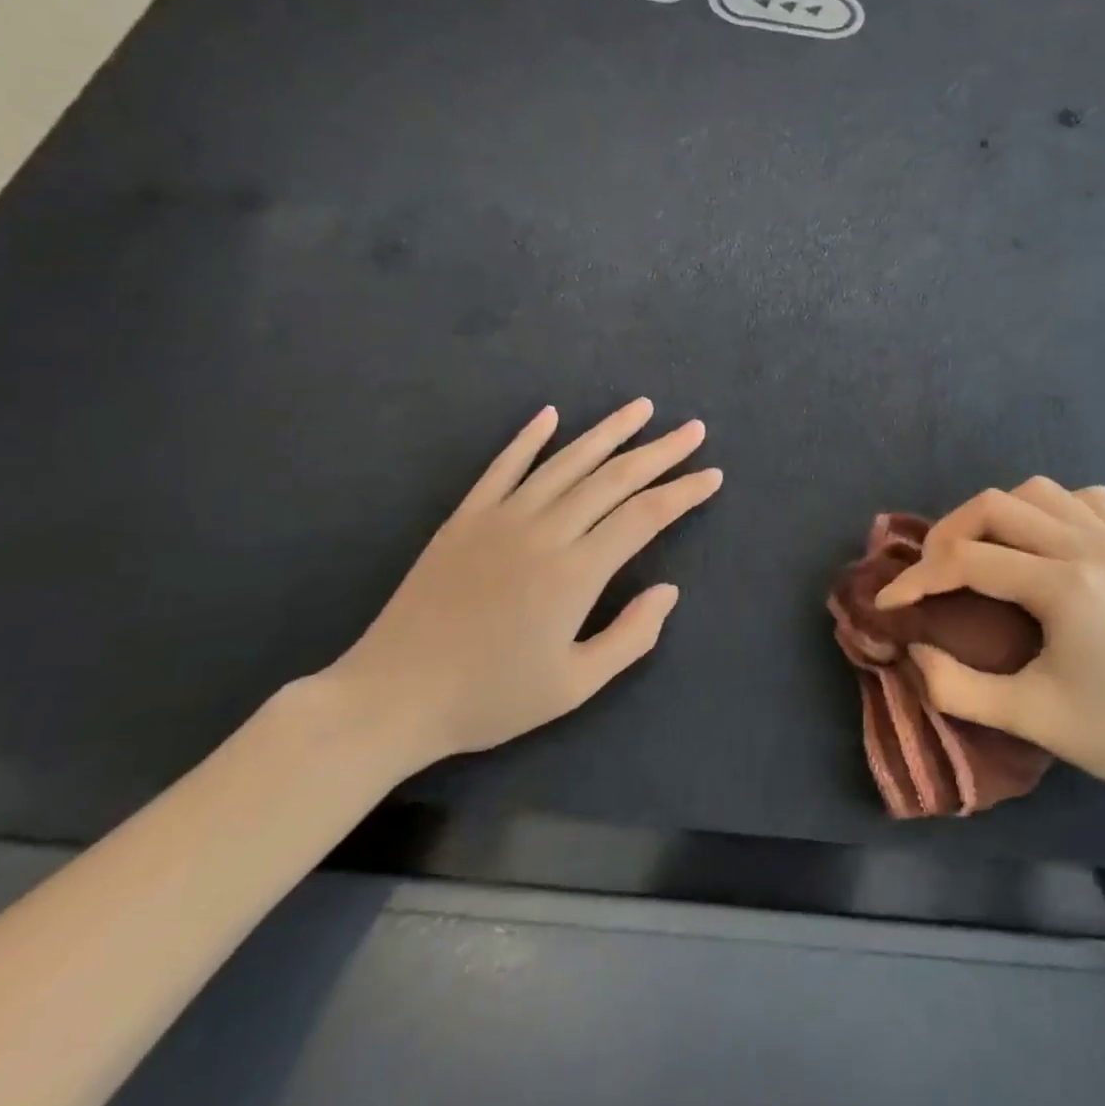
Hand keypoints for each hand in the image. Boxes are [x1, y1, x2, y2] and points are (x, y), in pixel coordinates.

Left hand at [323, 398, 721, 773]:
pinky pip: (503, 466)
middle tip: (693, 429)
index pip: (645, 516)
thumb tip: (669, 591)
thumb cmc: (490, 698)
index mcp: (576, 572)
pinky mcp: (465, 518)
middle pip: (614, 478)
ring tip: (642, 407)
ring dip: (608, 432)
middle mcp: (544, 531)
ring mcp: (501, 518)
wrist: (391, 697)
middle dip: (660, 451)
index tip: (713, 475)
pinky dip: (529, 438)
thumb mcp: (574, 686)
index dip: (684, 492)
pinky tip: (551, 414)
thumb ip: (630, 636)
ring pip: (566, 462)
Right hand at [874, 478, 1104, 812]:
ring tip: (979, 554)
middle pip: (995, 505)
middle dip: (948, 534)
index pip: (968, 561)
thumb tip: (911, 648)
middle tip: (930, 574)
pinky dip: (1049, 509)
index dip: (917, 580)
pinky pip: (1083, 499)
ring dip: (996, 515)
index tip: (889, 602)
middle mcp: (1092, 547)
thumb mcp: (1023, 718)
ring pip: (1037, 491)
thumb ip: (954, 687)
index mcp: (1065, 587)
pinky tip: (1039, 543)